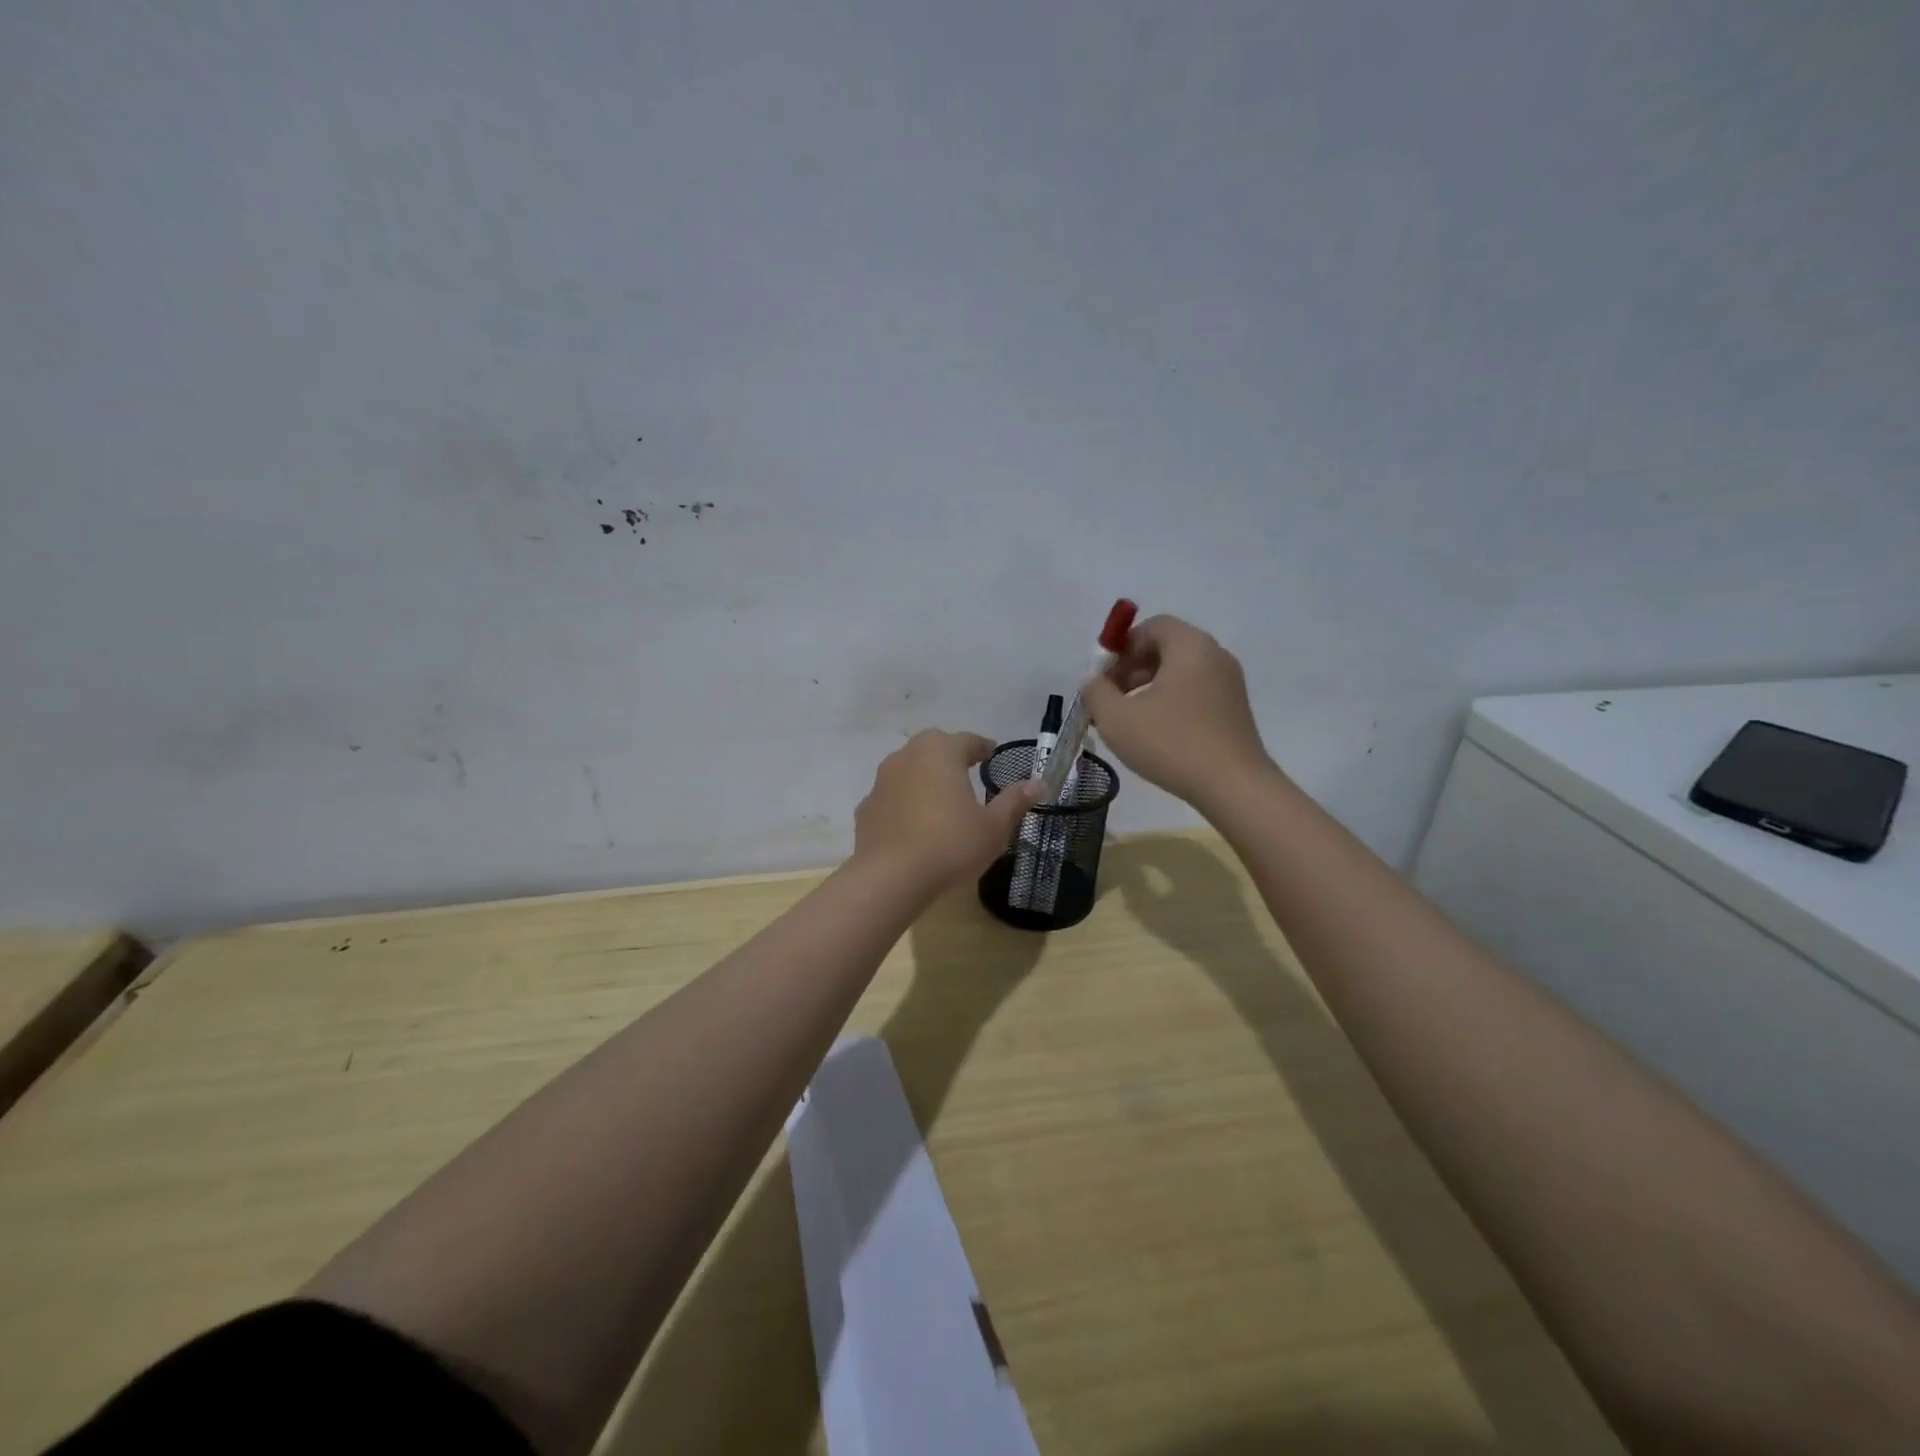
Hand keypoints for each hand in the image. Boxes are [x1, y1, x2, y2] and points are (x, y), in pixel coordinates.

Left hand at [853, 731, 1045, 890]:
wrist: (890, 878)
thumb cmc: (950, 845)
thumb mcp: (993, 827)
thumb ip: (1014, 802)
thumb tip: (1038, 784)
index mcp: (940, 752)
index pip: (967, 740)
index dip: (982, 747)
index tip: (992, 755)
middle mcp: (907, 756)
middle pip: (933, 748)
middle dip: (950, 757)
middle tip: (968, 773)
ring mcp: (881, 782)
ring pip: (908, 770)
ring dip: (924, 779)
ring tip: (941, 800)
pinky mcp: (866, 808)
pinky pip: (892, 798)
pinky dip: (904, 804)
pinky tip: (914, 826)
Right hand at [1081, 615, 1272, 809]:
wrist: (1233, 786)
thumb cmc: (1171, 744)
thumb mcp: (1117, 718)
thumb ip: (1096, 691)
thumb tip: (1093, 679)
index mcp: (1190, 646)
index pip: (1152, 626)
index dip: (1122, 646)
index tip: (1104, 677)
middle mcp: (1215, 655)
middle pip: (1166, 647)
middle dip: (1132, 668)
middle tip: (1111, 698)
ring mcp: (1230, 683)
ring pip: (1180, 672)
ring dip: (1149, 687)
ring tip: (1129, 719)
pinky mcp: (1234, 709)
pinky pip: (1196, 691)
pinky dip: (1171, 701)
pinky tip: (1156, 732)